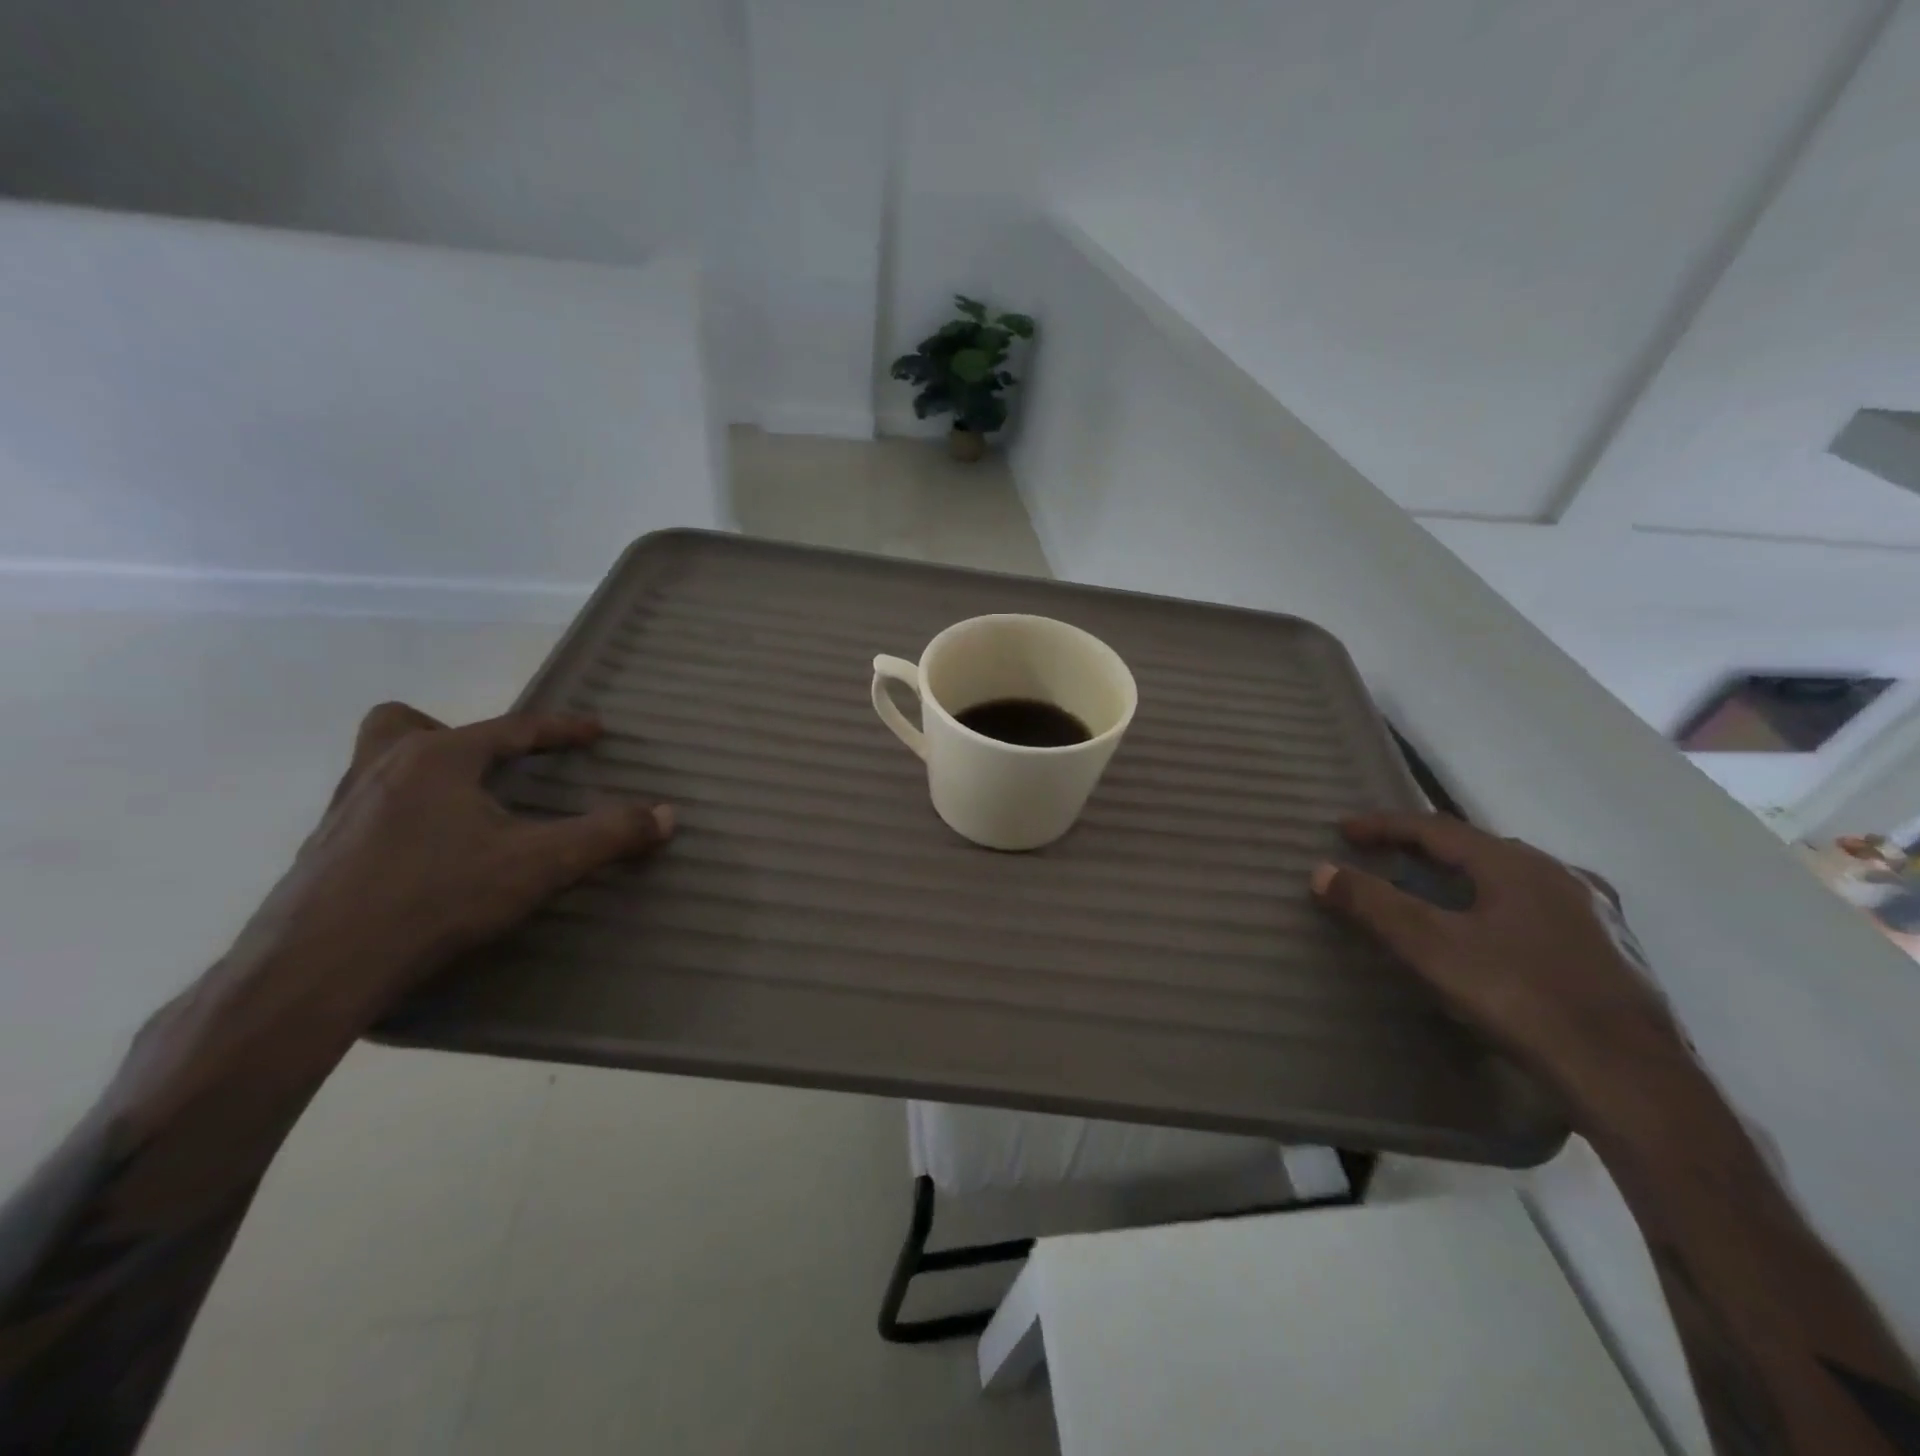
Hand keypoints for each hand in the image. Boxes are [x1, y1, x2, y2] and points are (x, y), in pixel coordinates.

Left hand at [230, 702, 672, 1029]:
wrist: (314, 971)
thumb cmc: (435, 898)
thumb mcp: (539, 865)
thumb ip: (607, 835)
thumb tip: (667, 815)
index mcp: (436, 758)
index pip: (511, 728)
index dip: (561, 729)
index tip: (595, 730)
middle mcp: (381, 770)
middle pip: (406, 724)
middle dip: (452, 734)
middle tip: (489, 768)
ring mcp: (342, 811)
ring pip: (376, 764)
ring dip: (421, 773)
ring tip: (461, 811)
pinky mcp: (321, 853)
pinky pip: (367, 810)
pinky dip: (401, 817)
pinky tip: (425, 858)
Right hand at [1310, 813, 1685, 1112]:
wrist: (1631, 1080)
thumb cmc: (1521, 999)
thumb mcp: (1431, 948)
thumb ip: (1373, 905)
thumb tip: (1321, 870)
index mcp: (1515, 864)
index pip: (1435, 828)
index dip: (1384, 826)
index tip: (1343, 830)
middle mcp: (1560, 875)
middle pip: (1477, 848)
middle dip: (1424, 849)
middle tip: (1385, 857)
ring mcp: (1595, 913)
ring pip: (1514, 878)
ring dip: (1466, 877)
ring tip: (1436, 891)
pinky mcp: (1613, 952)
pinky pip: (1540, 909)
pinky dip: (1502, 906)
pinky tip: (1500, 934)